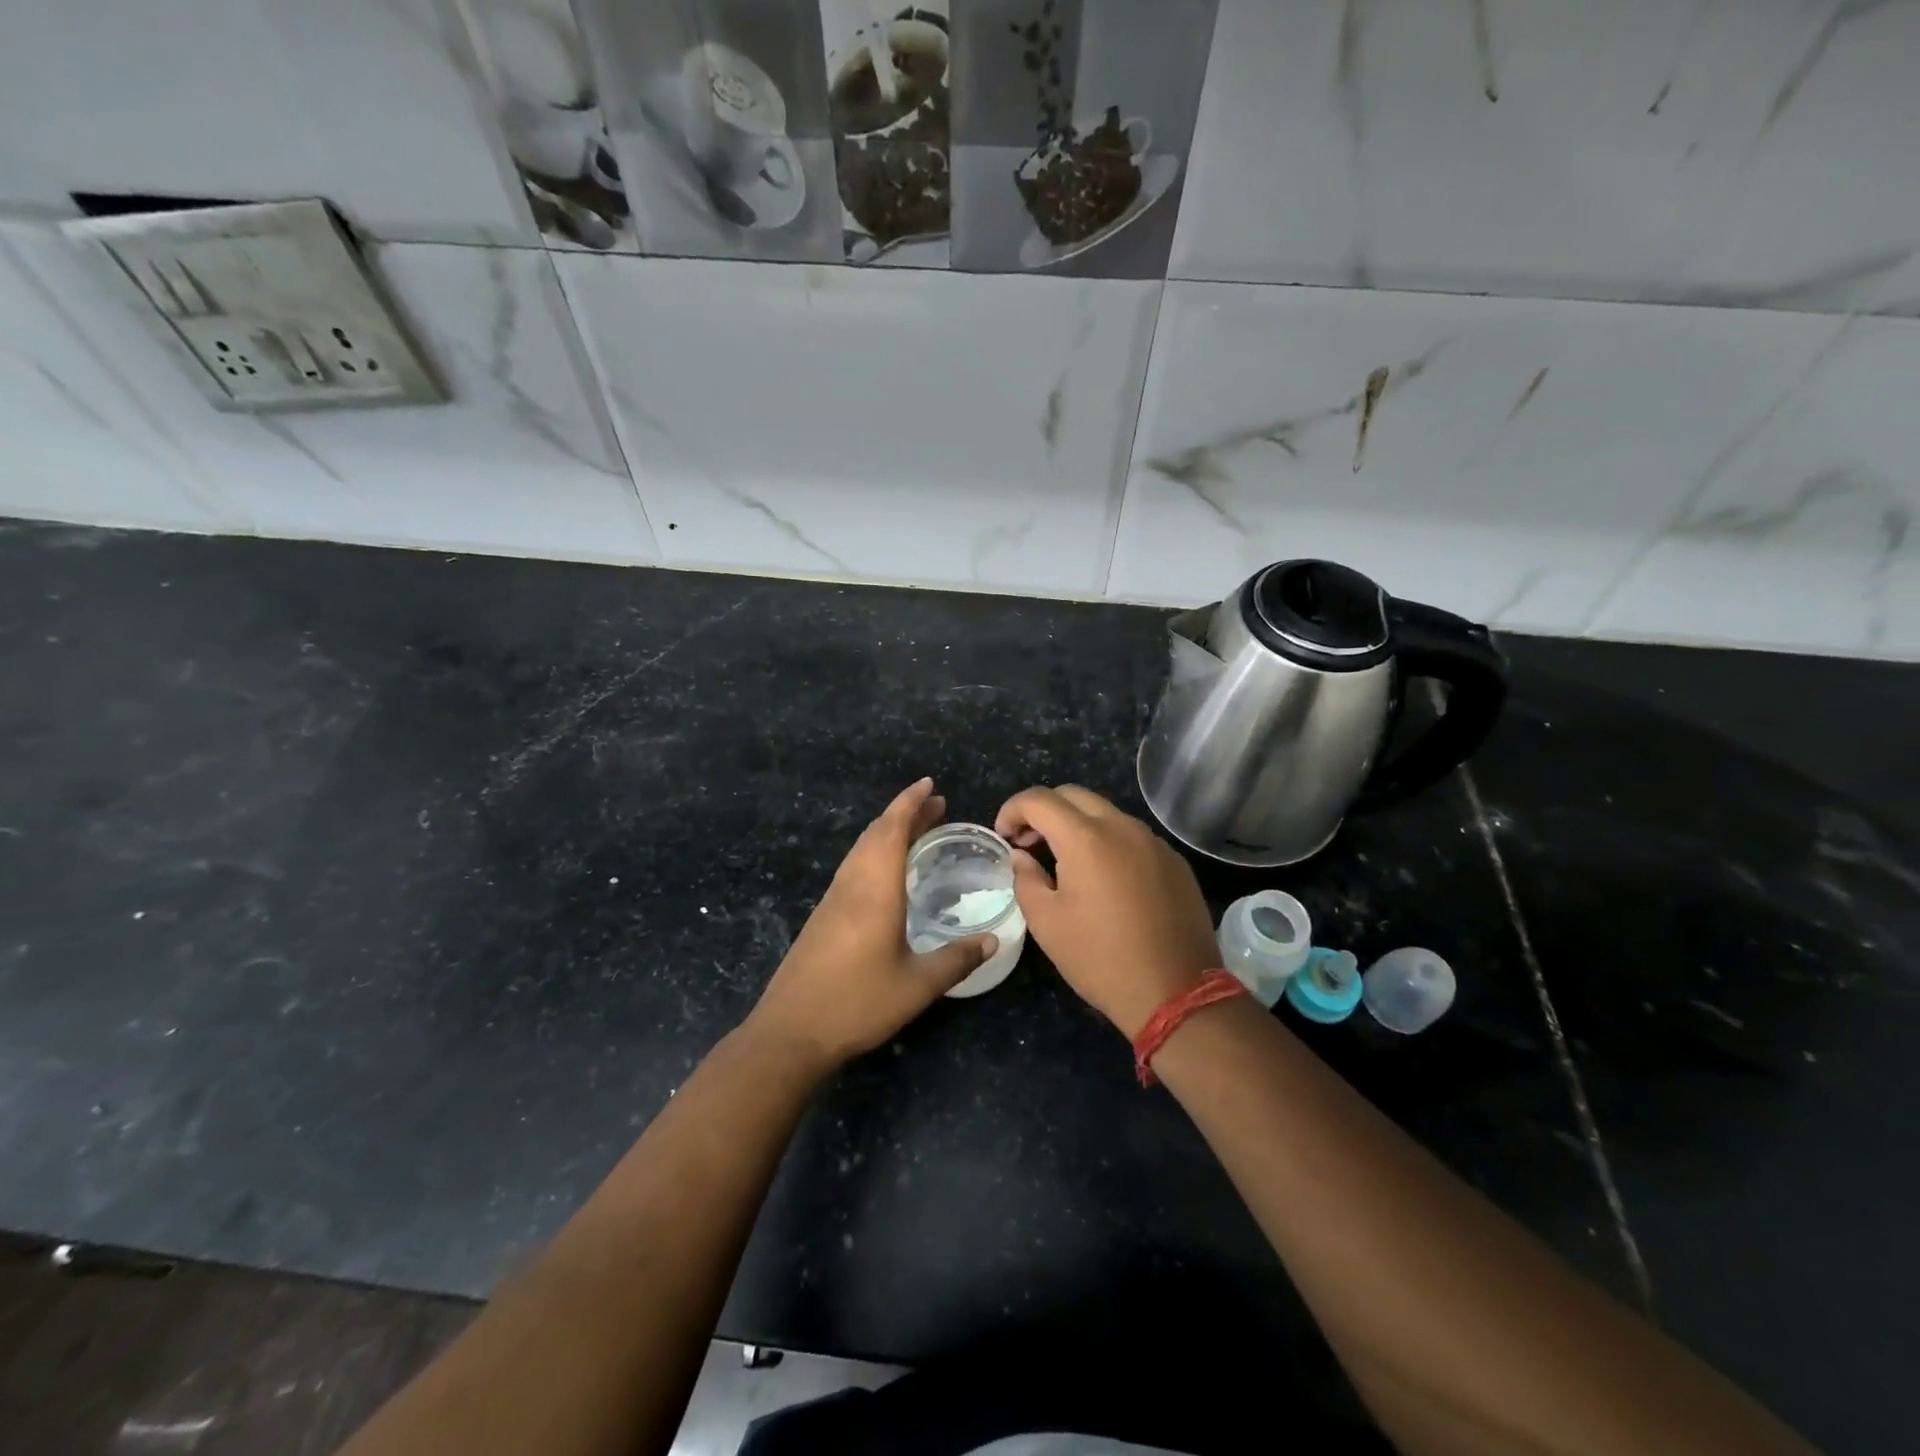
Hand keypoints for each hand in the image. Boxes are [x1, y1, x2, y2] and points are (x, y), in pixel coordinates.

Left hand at [747, 779, 995, 1073]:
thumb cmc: (856, 1004)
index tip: (929, 785)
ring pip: (861, 849)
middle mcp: (851, 886)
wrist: (790, 1032)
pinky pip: (853, 867)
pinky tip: (887, 872)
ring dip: (888, 831)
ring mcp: (833, 900)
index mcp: (874, 891)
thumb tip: (992, 940)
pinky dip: (875, 852)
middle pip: (876, 834)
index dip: (910, 803)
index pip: (891, 831)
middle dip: (905, 813)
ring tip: (917, 830)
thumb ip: (956, 959)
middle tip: (936, 806)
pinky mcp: (823, 916)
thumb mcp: (916, 986)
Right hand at [996, 785, 1219, 1038]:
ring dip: (1077, 825)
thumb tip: (1021, 856)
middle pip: (1073, 795)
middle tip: (1029, 844)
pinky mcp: (1174, 861)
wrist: (1177, 993)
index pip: (1039, 799)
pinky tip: (1104, 879)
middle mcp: (1122, 827)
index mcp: (1086, 838)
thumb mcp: (1047, 923)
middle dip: (1044, 811)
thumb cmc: (1100, 958)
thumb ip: (1026, 879)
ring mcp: (1154, 842)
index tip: (1003, 836)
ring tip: (1064, 861)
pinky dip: (1108, 842)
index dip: (1012, 810)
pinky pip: (1132, 836)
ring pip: (1106, 813)